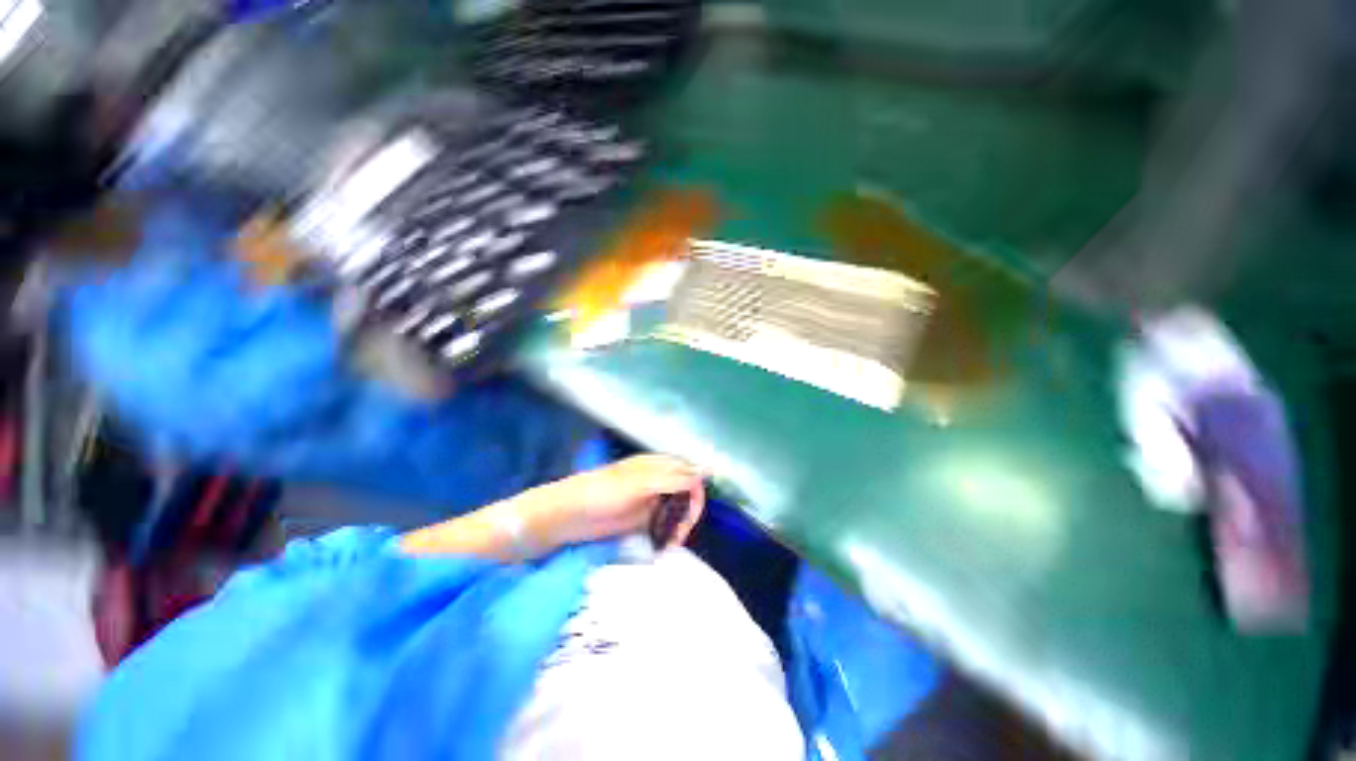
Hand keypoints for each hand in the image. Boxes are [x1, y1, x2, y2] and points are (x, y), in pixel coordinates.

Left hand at [529, 455, 704, 548]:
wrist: (568, 516)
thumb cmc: (602, 492)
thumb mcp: (639, 483)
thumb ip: (673, 478)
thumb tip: (706, 472)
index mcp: (656, 465)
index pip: (688, 473)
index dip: (695, 492)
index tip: (693, 514)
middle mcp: (657, 480)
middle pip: (686, 493)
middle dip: (688, 513)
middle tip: (680, 534)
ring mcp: (649, 500)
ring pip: (677, 510)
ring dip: (679, 525)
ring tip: (671, 543)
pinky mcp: (641, 519)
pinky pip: (664, 525)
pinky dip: (668, 534)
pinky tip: (664, 546)